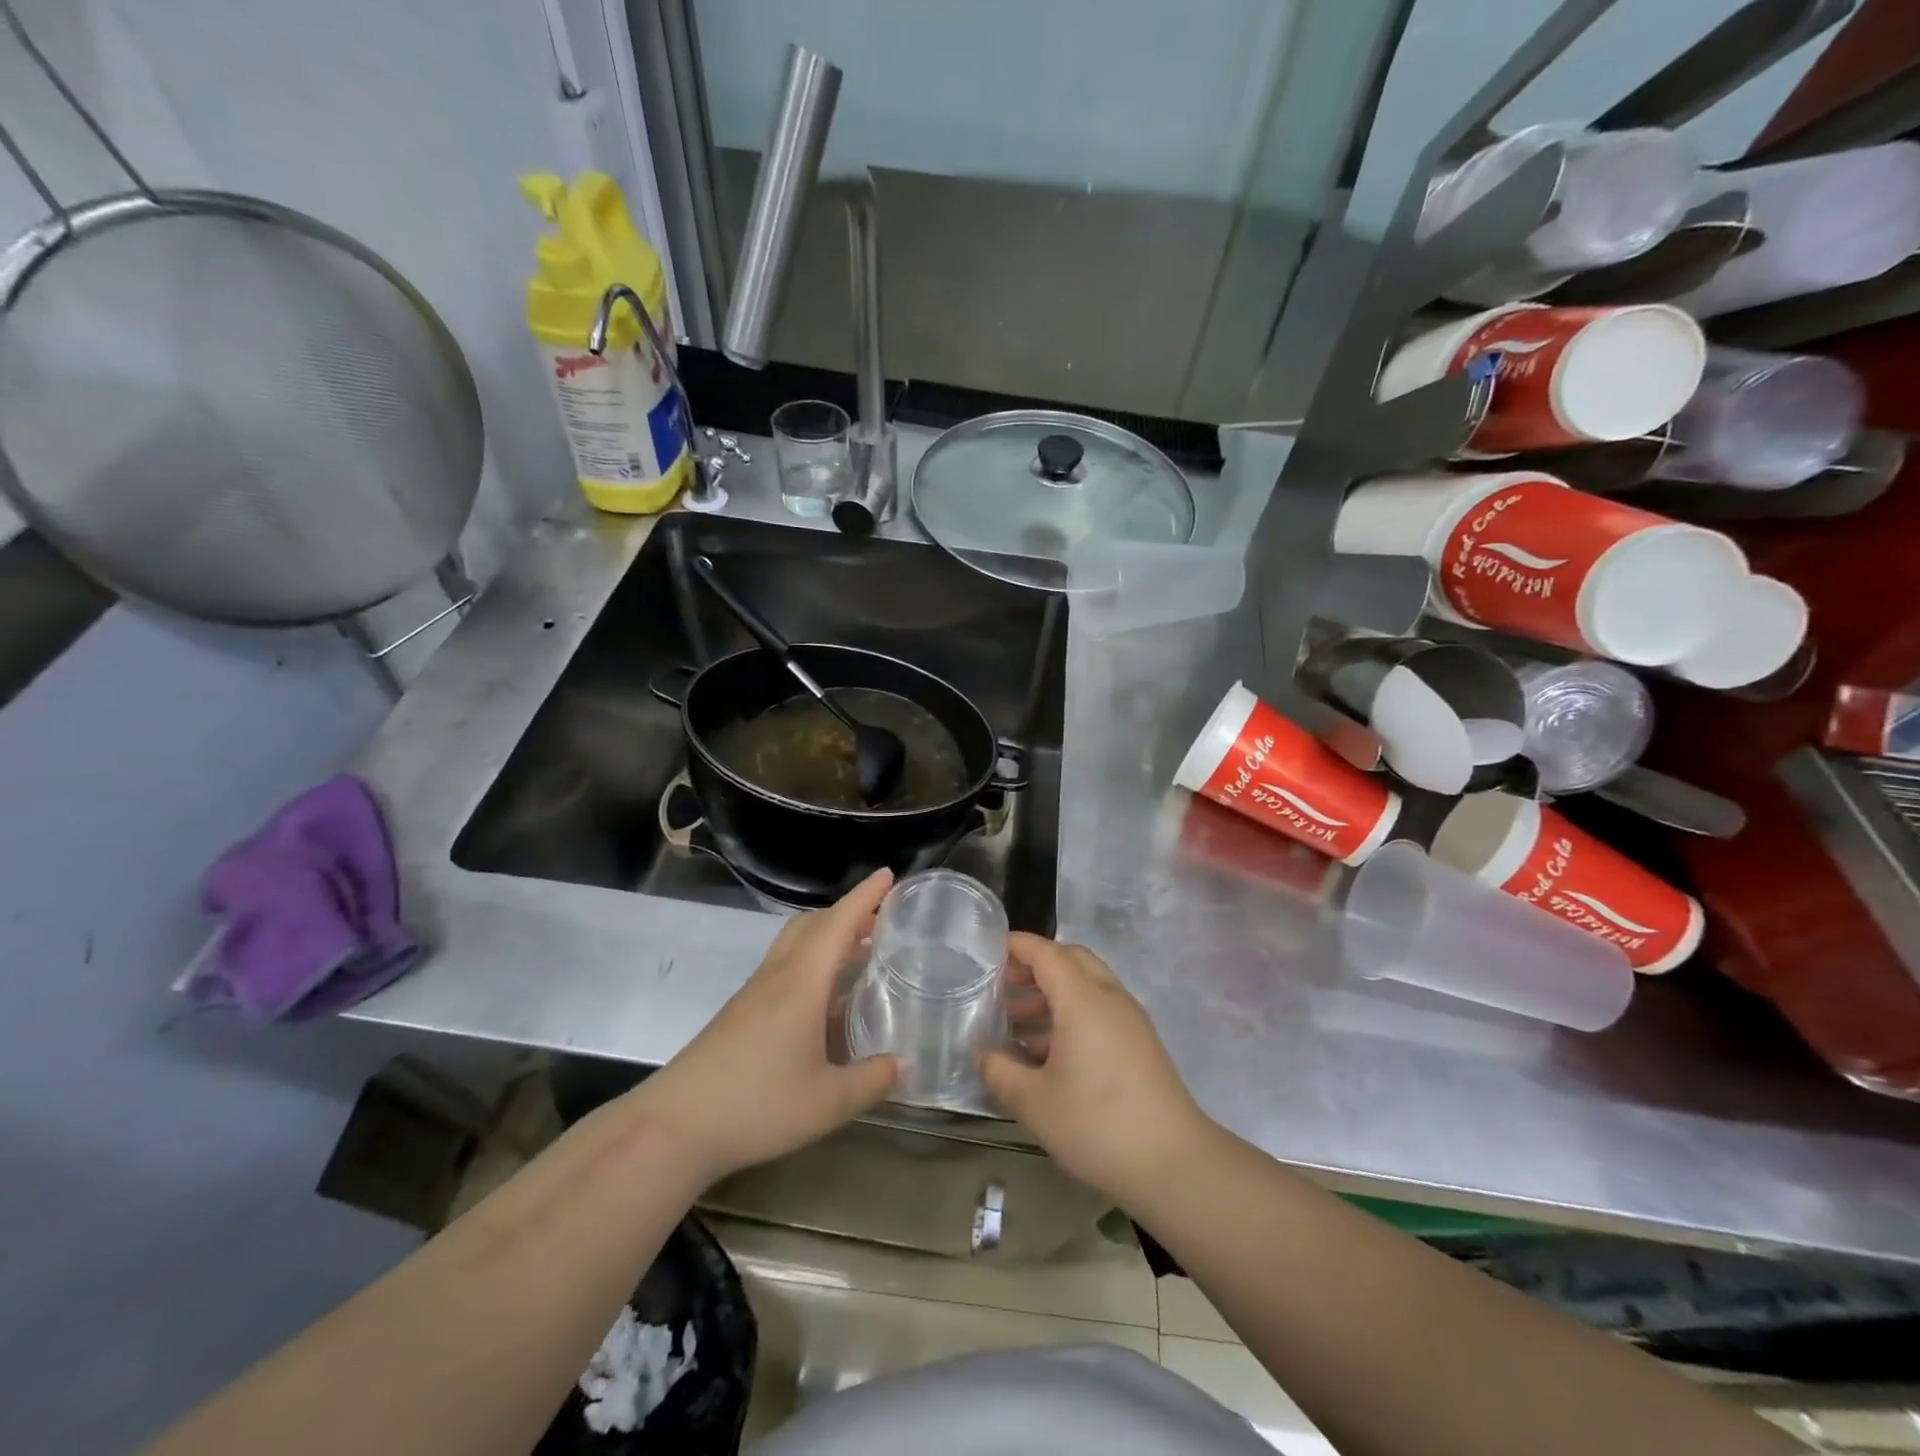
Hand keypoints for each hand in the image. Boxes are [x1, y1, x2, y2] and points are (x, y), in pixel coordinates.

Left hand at [632, 869, 899, 1187]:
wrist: (673, 1128)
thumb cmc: (756, 1105)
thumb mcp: (827, 1103)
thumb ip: (871, 1081)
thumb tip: (904, 1063)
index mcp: (801, 983)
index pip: (838, 924)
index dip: (864, 897)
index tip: (887, 874)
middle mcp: (777, 977)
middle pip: (812, 925)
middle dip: (846, 913)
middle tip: (880, 918)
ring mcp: (753, 994)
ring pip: (794, 945)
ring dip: (827, 937)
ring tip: (859, 953)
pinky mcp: (739, 1015)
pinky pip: (782, 970)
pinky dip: (810, 964)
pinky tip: (824, 1001)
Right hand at [981, 933, 1210, 1204]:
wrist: (1174, 1164)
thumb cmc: (1098, 1125)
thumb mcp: (1034, 1103)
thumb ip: (1000, 1072)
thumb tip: (982, 1055)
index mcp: (1082, 998)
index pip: (1045, 952)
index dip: (1015, 946)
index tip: (986, 954)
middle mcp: (1108, 997)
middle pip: (1070, 960)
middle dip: (1034, 965)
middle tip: (1003, 987)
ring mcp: (1129, 1019)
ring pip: (1086, 985)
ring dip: (1052, 993)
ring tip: (1016, 1024)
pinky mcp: (1140, 1043)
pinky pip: (1099, 1009)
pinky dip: (1071, 1013)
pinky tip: (1048, 1052)